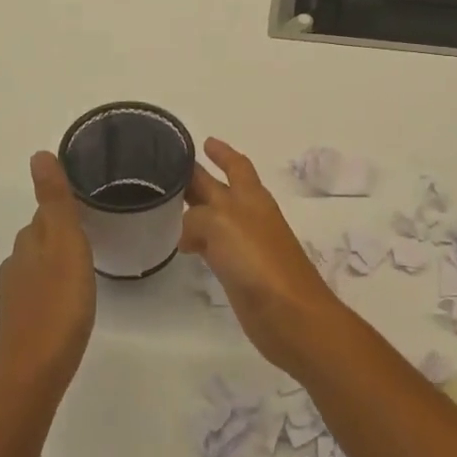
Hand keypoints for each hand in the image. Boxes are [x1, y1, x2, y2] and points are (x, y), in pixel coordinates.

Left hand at [0, 152, 96, 401]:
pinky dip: (57, 282)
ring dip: (61, 256)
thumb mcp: (65, 245)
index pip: (48, 210)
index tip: (95, 201)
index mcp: (29, 241)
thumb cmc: (58, 304)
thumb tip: (38, 154)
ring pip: (41, 261)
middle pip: (43, 234)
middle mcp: (17, 261)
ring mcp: (17, 292)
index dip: (69, 203)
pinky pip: (42, 287)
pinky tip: (73, 295)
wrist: (34, 372)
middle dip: (65, 228)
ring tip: (91, 260)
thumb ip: (55, 201)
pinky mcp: (23, 318)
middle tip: (100, 228)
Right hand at [181, 138, 349, 376]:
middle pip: (220, 190)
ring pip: (214, 219)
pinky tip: (182, 246)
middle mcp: (248, 215)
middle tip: (168, 172)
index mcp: (250, 197)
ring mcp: (246, 245)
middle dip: (199, 179)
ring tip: (166, 205)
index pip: (235, 165)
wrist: (289, 314)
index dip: (221, 152)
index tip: (202, 141)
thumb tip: (188, 235)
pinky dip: (197, 241)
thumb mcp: (221, 224)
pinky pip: (213, 247)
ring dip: (195, 210)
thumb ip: (197, 218)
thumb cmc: (258, 260)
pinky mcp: (239, 272)